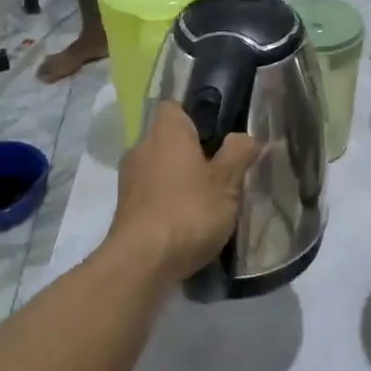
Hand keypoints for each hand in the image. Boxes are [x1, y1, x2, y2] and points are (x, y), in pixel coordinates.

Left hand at [111, 101, 261, 283]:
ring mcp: (128, 180)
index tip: (219, 134)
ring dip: (179, 178)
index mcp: (166, 132)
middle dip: (192, 151)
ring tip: (208, 199)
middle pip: (169, 139)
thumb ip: (239, 153)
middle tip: (222, 169)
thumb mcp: (227, 181)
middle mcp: (141, 148)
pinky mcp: (125, 209)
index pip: (175, 106)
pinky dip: (167, 201)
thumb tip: (246, 137)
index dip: (197, 115)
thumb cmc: (188, 211)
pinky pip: (151, 193)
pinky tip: (188, 221)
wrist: (141, 263)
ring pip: (160, 167)